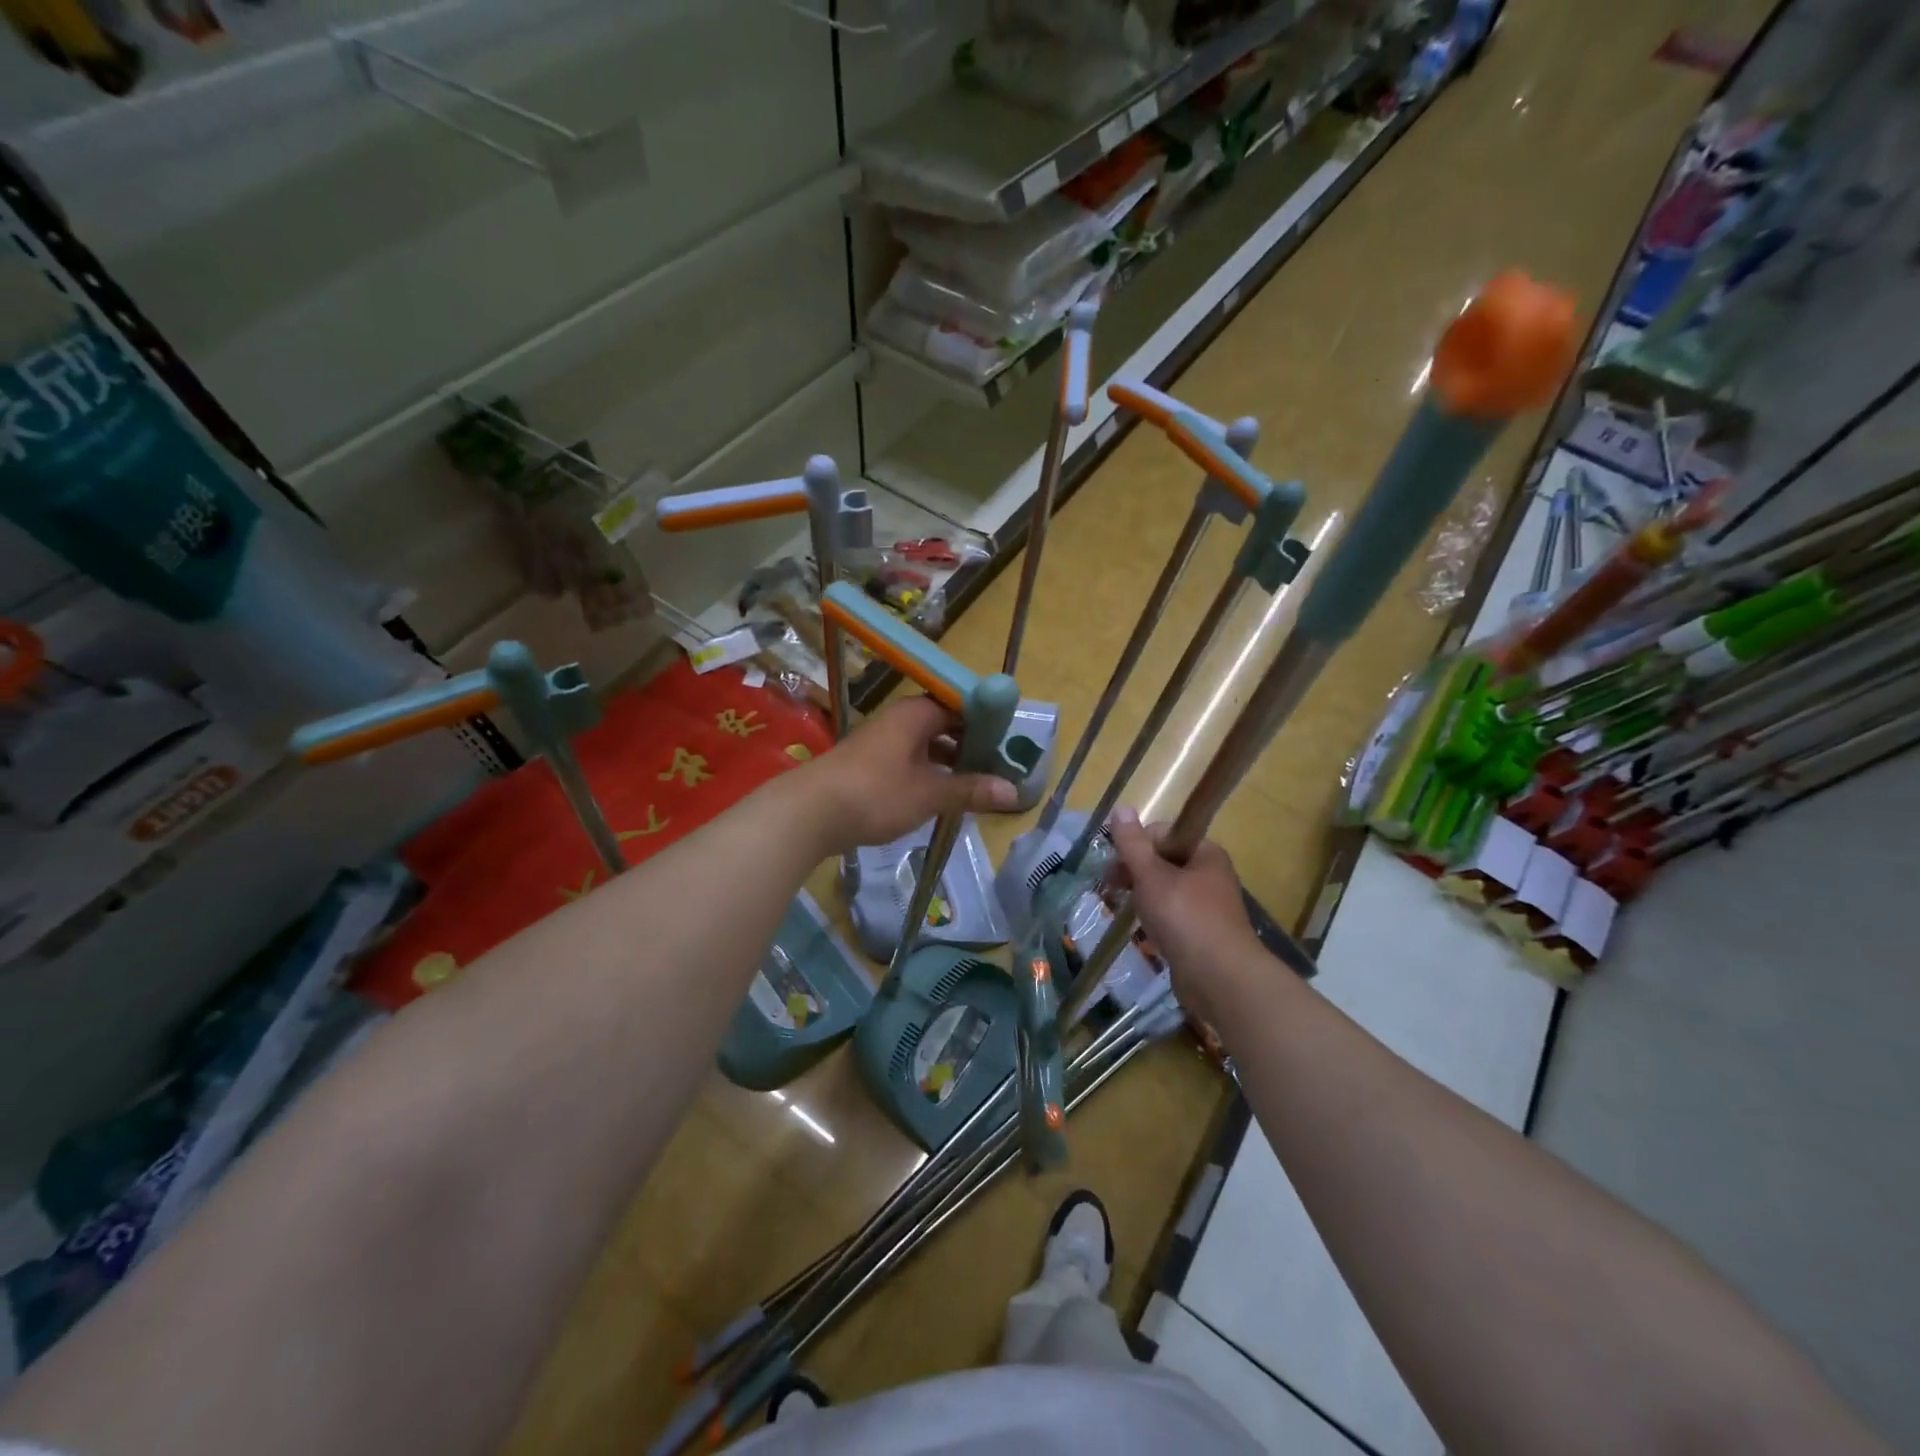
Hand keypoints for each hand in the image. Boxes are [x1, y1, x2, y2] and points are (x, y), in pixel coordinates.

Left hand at [799, 695, 1019, 854]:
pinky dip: (930, 772)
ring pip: (927, 743)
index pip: (962, 704)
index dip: (988, 721)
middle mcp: (900, 719)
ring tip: (978, 783)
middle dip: (972, 743)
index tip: (1011, 742)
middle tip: (1000, 766)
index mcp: (916, 713)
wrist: (809, 812)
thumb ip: (970, 790)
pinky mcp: (870, 763)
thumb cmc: (875, 794)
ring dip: (951, 760)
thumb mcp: (929, 794)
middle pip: (945, 723)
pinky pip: (911, 759)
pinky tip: (942, 794)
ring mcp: (882, 740)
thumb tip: (1014, 792)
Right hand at [1107, 808, 1263, 1023]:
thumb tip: (1121, 808)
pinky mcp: (1202, 932)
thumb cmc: (1185, 918)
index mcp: (1204, 852)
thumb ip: (1133, 844)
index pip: (1162, 833)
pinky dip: (1154, 917)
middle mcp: (1210, 874)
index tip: (1116, 865)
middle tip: (1110, 888)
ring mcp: (1208, 905)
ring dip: (1141, 895)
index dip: (1135, 845)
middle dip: (1134, 871)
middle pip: (1162, 860)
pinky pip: (1172, 915)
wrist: (1221, 978)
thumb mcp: (1152, 876)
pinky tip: (1141, 929)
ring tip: (1121, 908)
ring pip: (1165, 889)